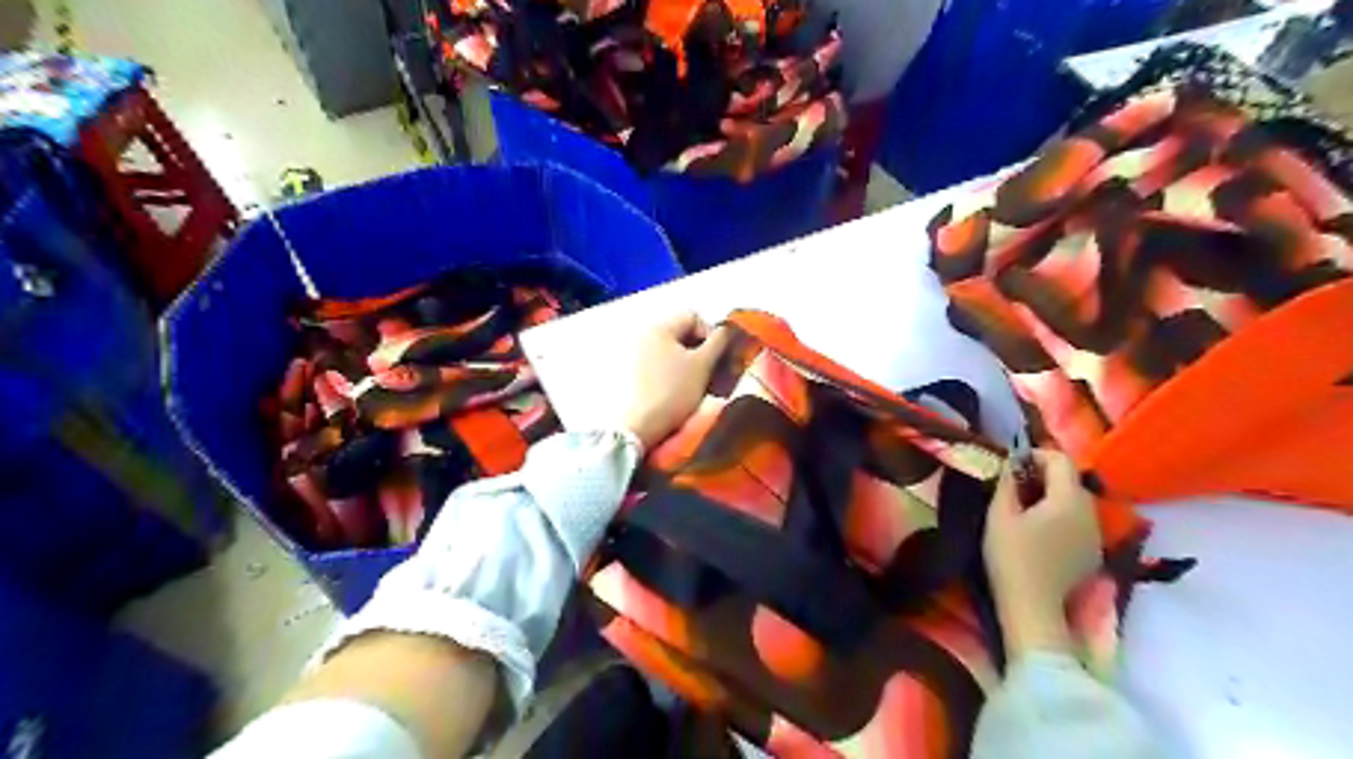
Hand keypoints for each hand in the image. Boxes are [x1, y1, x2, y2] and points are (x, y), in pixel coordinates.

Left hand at [621, 313, 729, 450]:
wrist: (640, 426)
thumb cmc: (674, 391)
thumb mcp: (703, 365)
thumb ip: (719, 341)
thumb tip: (729, 328)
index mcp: (659, 328)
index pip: (693, 317)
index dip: (711, 333)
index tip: (719, 357)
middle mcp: (644, 336)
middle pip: (682, 334)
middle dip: (701, 350)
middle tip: (713, 372)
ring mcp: (636, 356)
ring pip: (673, 352)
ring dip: (690, 364)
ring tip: (699, 384)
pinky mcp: (633, 375)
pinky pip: (661, 365)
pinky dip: (675, 373)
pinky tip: (682, 392)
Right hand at [979, 451, 1102, 657]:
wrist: (1033, 609)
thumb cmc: (1011, 557)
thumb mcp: (999, 514)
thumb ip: (1007, 483)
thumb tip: (1012, 464)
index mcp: (1069, 499)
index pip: (1061, 459)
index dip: (1035, 455)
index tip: (1011, 466)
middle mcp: (1091, 513)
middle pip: (1070, 480)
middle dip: (1043, 476)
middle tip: (1012, 487)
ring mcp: (1095, 535)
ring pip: (1075, 502)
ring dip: (1052, 497)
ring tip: (1023, 509)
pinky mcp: (1092, 554)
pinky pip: (1078, 523)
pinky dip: (1060, 517)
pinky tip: (1038, 533)